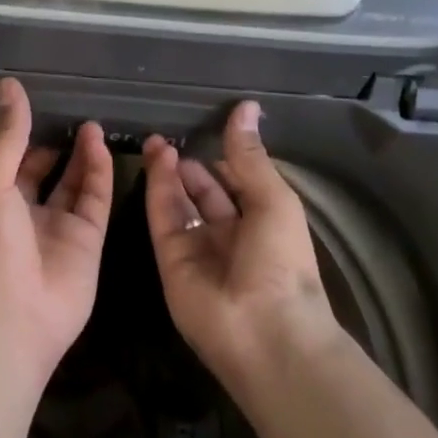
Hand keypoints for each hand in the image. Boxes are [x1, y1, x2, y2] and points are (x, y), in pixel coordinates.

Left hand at [0, 78, 112, 393]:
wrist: (11, 320)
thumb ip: (7, 136)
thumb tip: (8, 85)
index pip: (13, 160)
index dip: (25, 134)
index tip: (41, 103)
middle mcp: (26, 212)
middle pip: (46, 171)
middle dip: (58, 144)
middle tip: (75, 111)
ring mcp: (59, 228)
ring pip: (75, 183)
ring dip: (82, 154)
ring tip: (92, 124)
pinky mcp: (88, 241)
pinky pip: (96, 200)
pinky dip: (100, 173)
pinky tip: (100, 145)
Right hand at [143, 102, 343, 388]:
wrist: (264, 331)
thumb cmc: (282, 261)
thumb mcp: (273, 198)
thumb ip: (249, 155)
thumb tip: (246, 106)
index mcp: (263, 222)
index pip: (238, 183)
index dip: (223, 158)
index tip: (205, 128)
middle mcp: (230, 235)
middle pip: (204, 193)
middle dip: (189, 166)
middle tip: (168, 134)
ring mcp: (198, 249)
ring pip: (179, 203)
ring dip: (169, 173)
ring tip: (156, 142)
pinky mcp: (171, 260)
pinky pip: (163, 218)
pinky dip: (158, 189)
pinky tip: (156, 160)